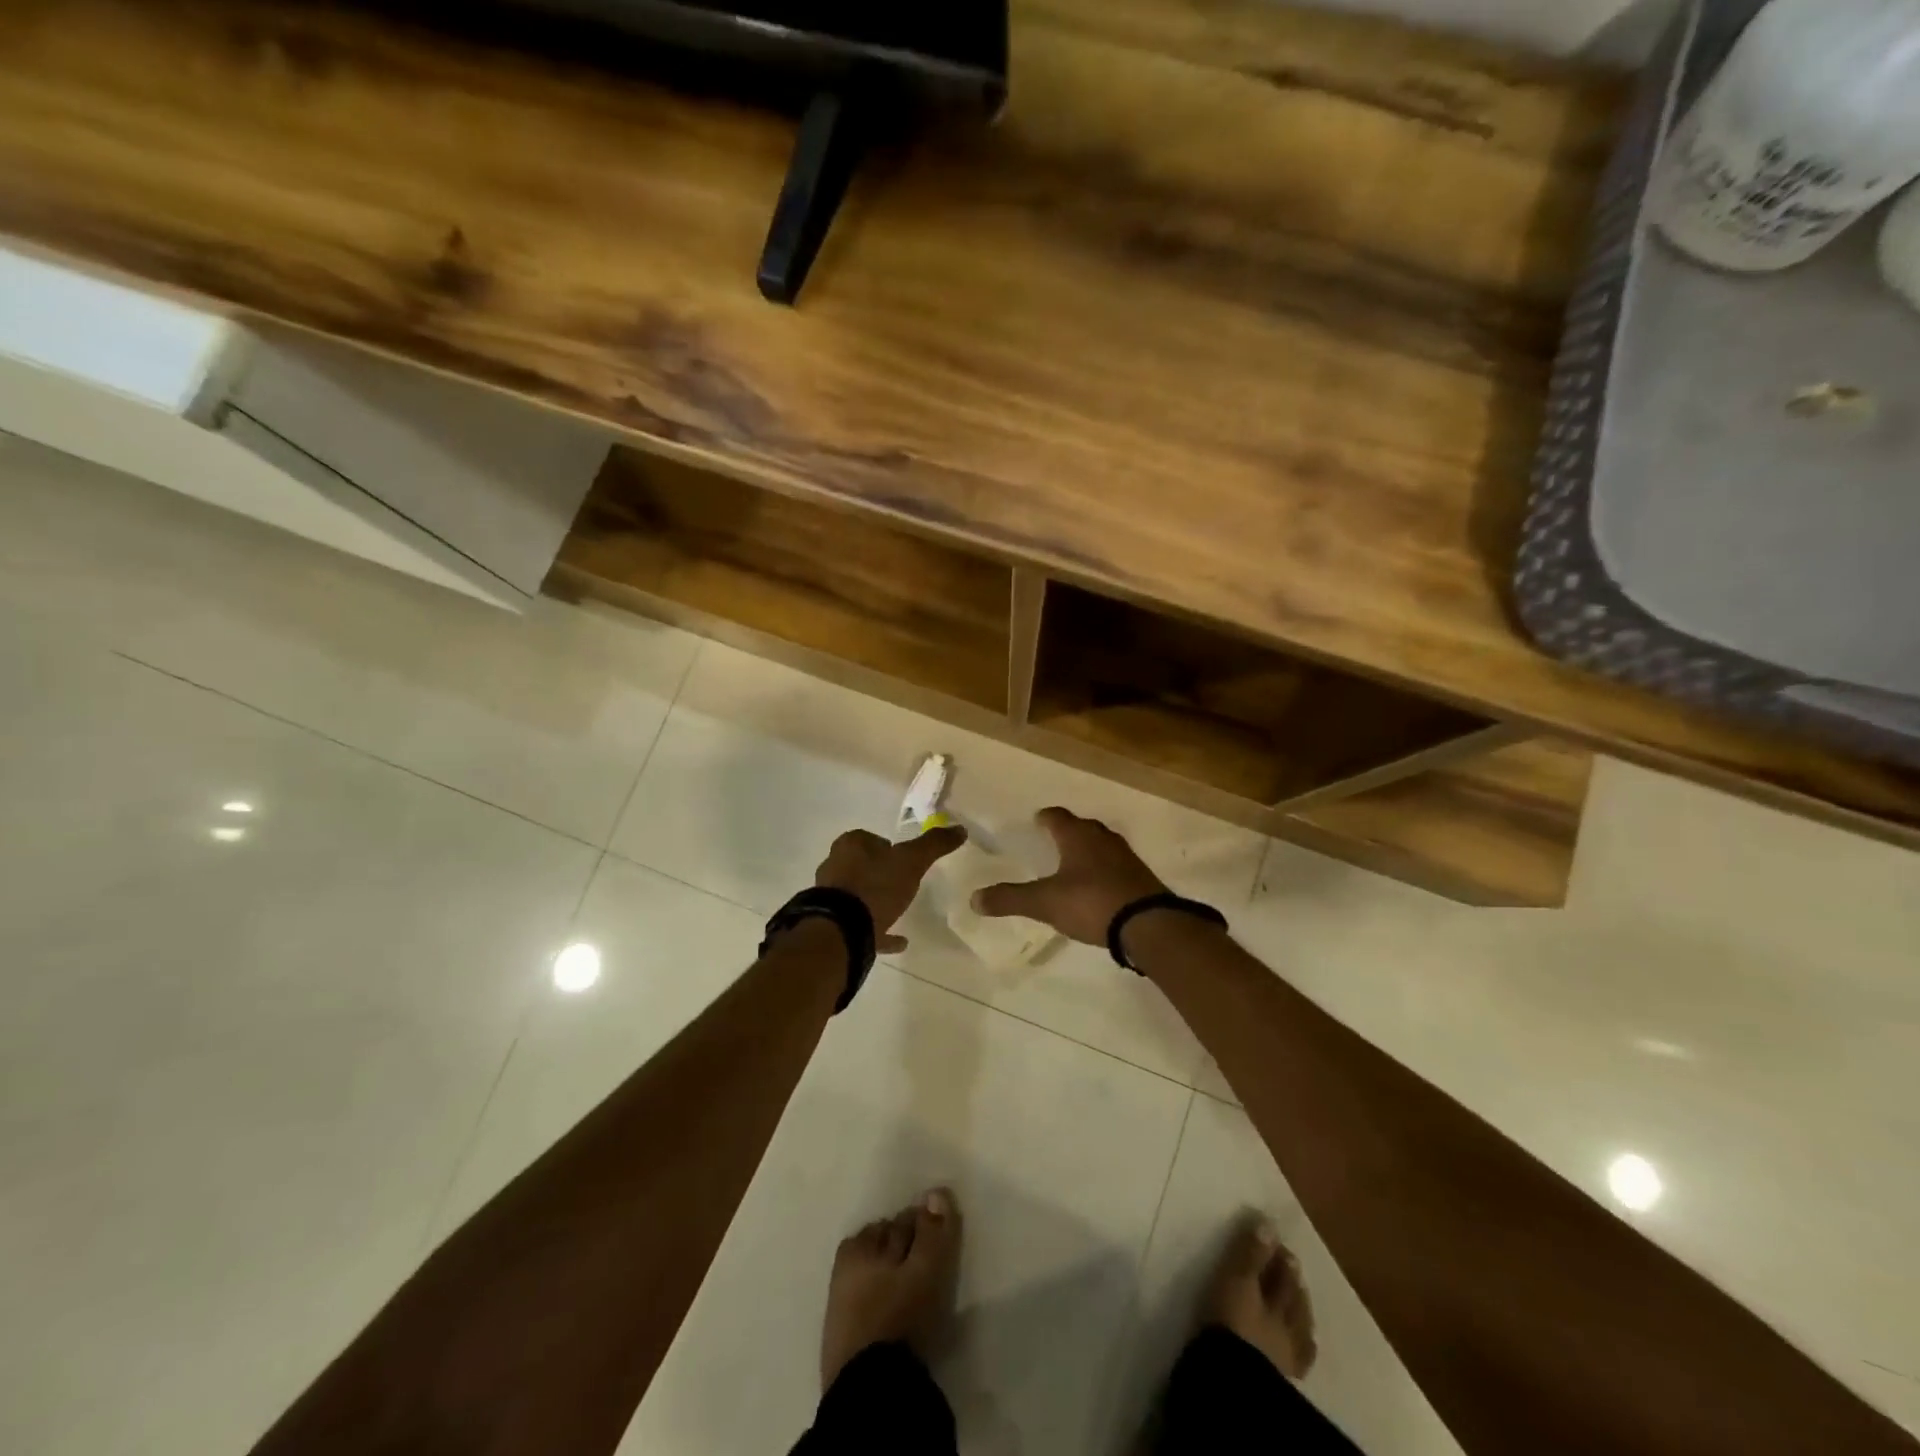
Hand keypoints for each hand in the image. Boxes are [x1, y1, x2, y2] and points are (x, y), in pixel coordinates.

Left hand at [815, 826, 967, 953]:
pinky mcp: (832, 925)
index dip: (888, 846)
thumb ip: (934, 844)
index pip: (870, 838)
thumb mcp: (912, 861)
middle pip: (860, 864)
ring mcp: (831, 897)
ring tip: (898, 909)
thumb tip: (960, 829)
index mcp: (851, 845)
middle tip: (902, 881)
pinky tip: (899, 941)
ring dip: (874, 900)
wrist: (841, 929)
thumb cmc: (876, 885)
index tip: (904, 858)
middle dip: (878, 871)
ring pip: (857, 894)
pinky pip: (860, 925)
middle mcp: (835, 866)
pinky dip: (878, 930)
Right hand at [971, 807, 1167, 945]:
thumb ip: (1010, 899)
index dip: (1045, 818)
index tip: (1037, 819)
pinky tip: (1098, 885)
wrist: (1148, 924)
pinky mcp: (1140, 878)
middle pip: (1083, 827)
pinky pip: (1117, 865)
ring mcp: (1126, 857)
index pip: (1058, 817)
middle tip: (1054, 838)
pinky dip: (1104, 869)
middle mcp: (1103, 839)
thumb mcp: (1044, 903)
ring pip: (1102, 844)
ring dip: (1088, 849)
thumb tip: (973, 899)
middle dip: (1069, 831)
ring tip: (1075, 861)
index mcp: (1077, 837)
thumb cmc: (1091, 903)